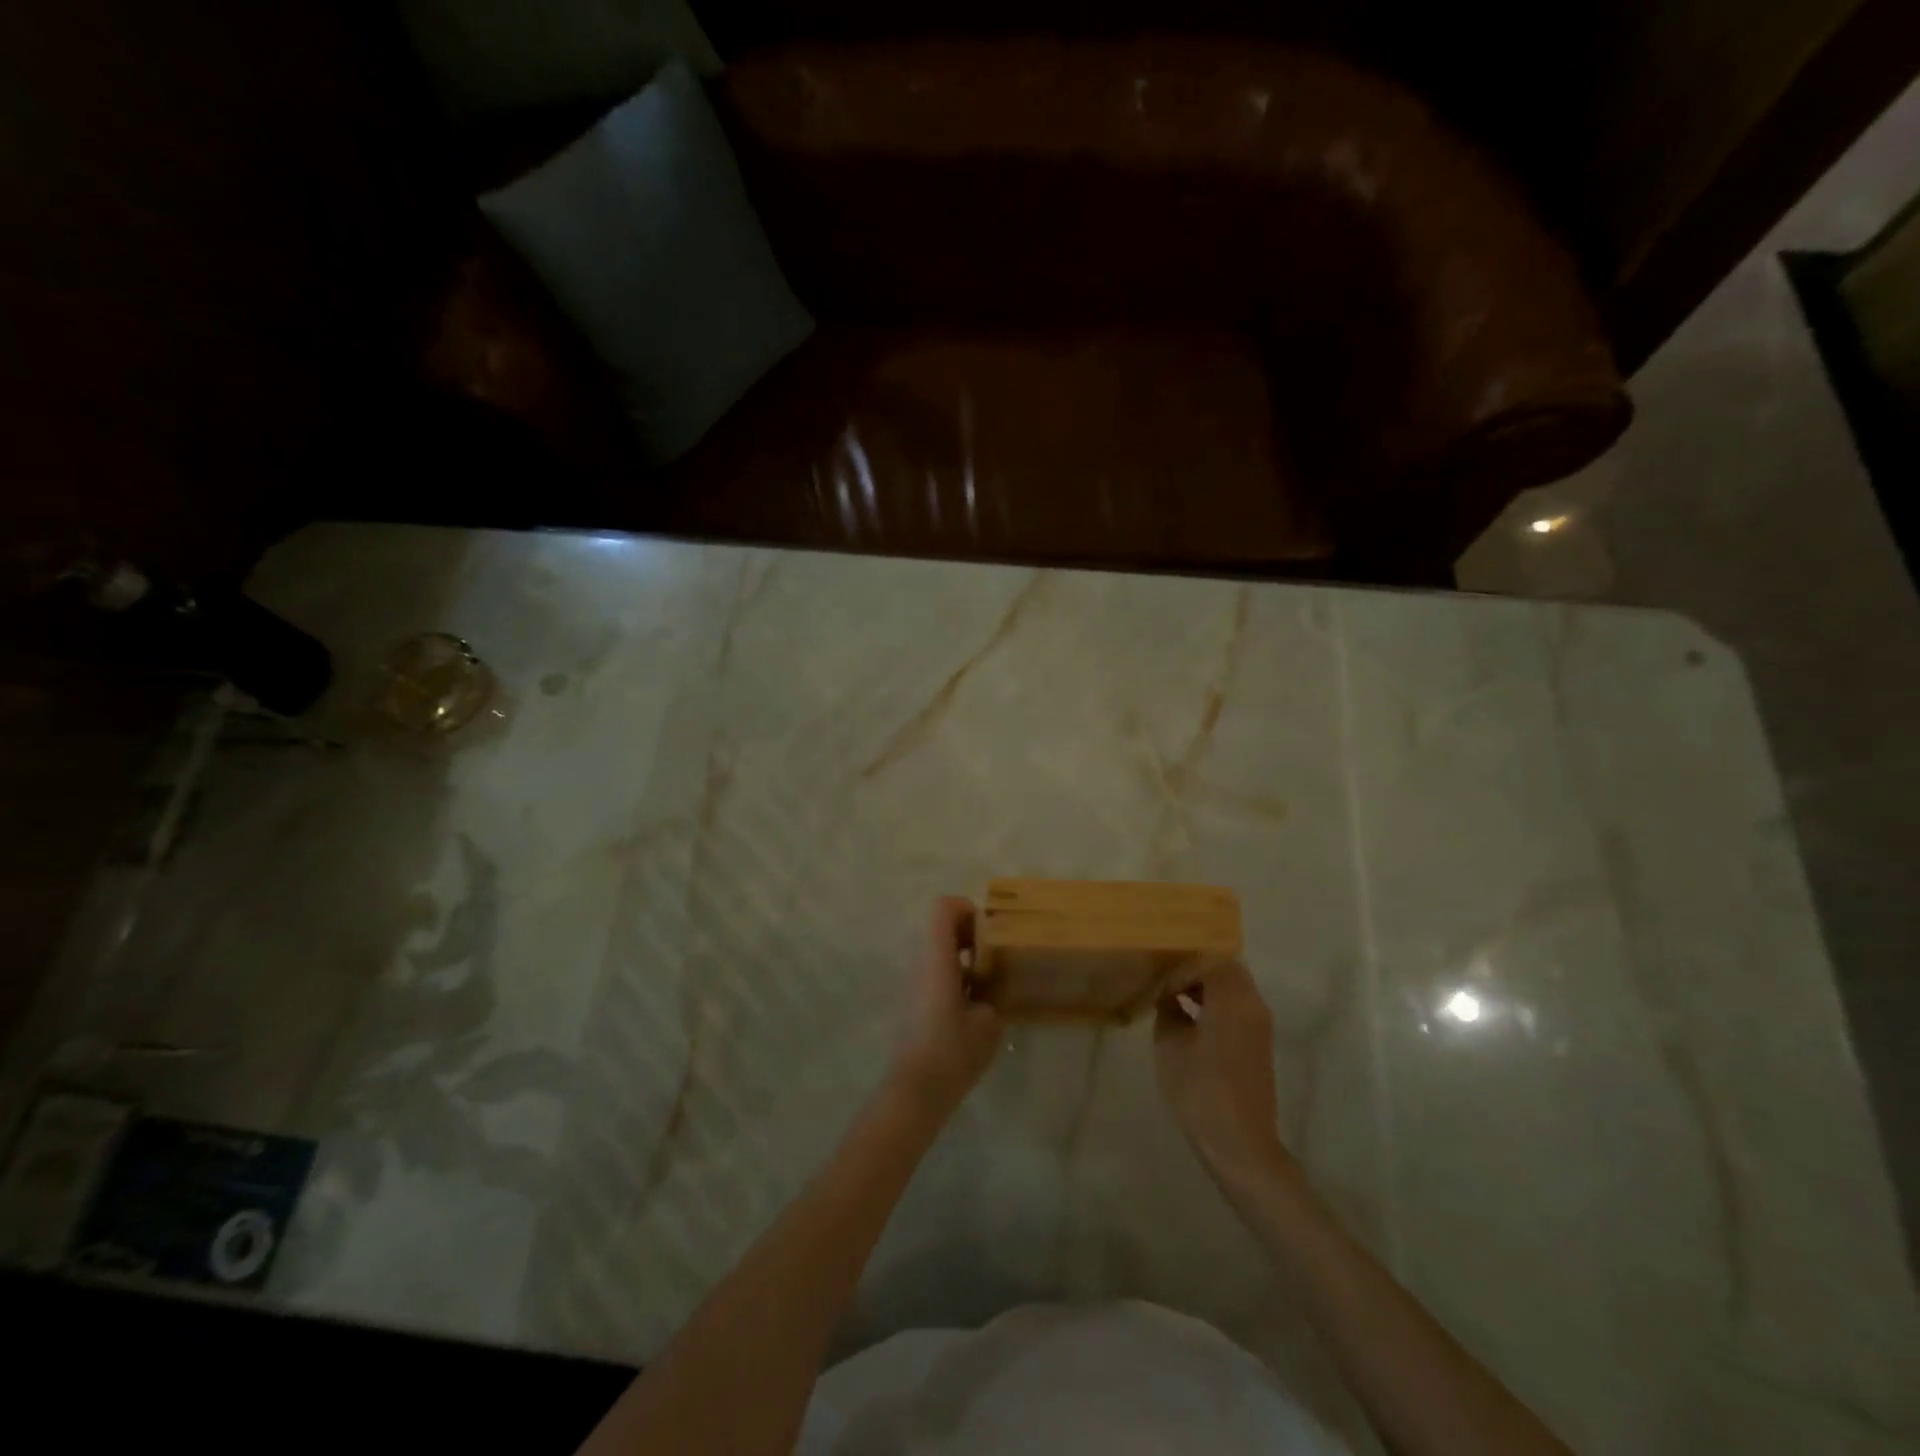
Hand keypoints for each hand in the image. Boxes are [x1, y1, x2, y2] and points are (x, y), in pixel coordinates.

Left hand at [887, 897, 1005, 1114]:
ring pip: (937, 950)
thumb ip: (994, 994)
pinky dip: (954, 977)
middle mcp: (920, 961)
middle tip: (995, 957)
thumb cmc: (953, 1050)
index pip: (944, 907)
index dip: (968, 910)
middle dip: (970, 934)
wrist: (916, 1090)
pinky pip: (934, 972)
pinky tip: (973, 1007)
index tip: (990, 934)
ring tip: (988, 984)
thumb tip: (993, 987)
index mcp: (936, 956)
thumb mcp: (989, 1021)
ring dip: (963, 957)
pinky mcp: (913, 1001)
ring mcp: (913, 981)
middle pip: (940, 926)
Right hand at [1154, 962, 1290, 1180]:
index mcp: (1233, 997)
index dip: (1182, 964)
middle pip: (1226, 970)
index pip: (1210, 958)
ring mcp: (1260, 1026)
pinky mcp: (1259, 1046)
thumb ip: (1169, 1010)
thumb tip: (1169, 998)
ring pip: (1233, 990)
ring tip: (1174, 1002)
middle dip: (1195, 972)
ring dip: (1206, 990)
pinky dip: (1216, 1007)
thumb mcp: (1170, 1043)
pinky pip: (1237, 1010)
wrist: (1239, 1143)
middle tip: (1165, 984)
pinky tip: (1190, 1024)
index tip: (1160, 977)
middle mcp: (1253, 1004)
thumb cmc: (1200, 1087)